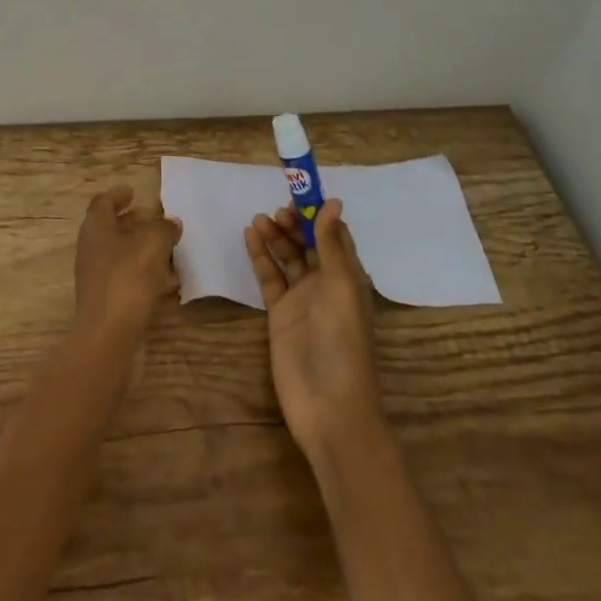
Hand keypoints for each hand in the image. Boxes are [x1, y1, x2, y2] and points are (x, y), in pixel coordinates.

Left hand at [75, 187, 181, 334]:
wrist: (108, 336)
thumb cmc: (126, 279)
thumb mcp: (152, 244)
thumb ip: (163, 228)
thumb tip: (171, 222)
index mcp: (95, 228)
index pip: (102, 203)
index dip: (117, 195)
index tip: (133, 192)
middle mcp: (91, 249)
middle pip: (110, 228)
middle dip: (132, 221)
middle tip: (155, 218)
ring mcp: (96, 277)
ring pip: (119, 253)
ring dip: (140, 247)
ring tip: (166, 247)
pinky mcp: (106, 300)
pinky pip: (126, 276)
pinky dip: (143, 271)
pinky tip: (165, 279)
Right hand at [245, 199, 382, 456]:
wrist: (328, 408)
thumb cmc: (343, 345)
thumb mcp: (341, 290)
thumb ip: (331, 246)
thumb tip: (333, 201)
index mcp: (349, 277)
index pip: (334, 235)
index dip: (319, 213)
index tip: (300, 192)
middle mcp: (326, 284)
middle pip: (308, 243)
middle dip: (294, 223)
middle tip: (276, 210)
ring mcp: (302, 299)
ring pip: (287, 257)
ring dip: (275, 236)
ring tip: (258, 219)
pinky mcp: (280, 314)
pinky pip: (270, 277)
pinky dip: (261, 257)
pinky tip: (250, 237)